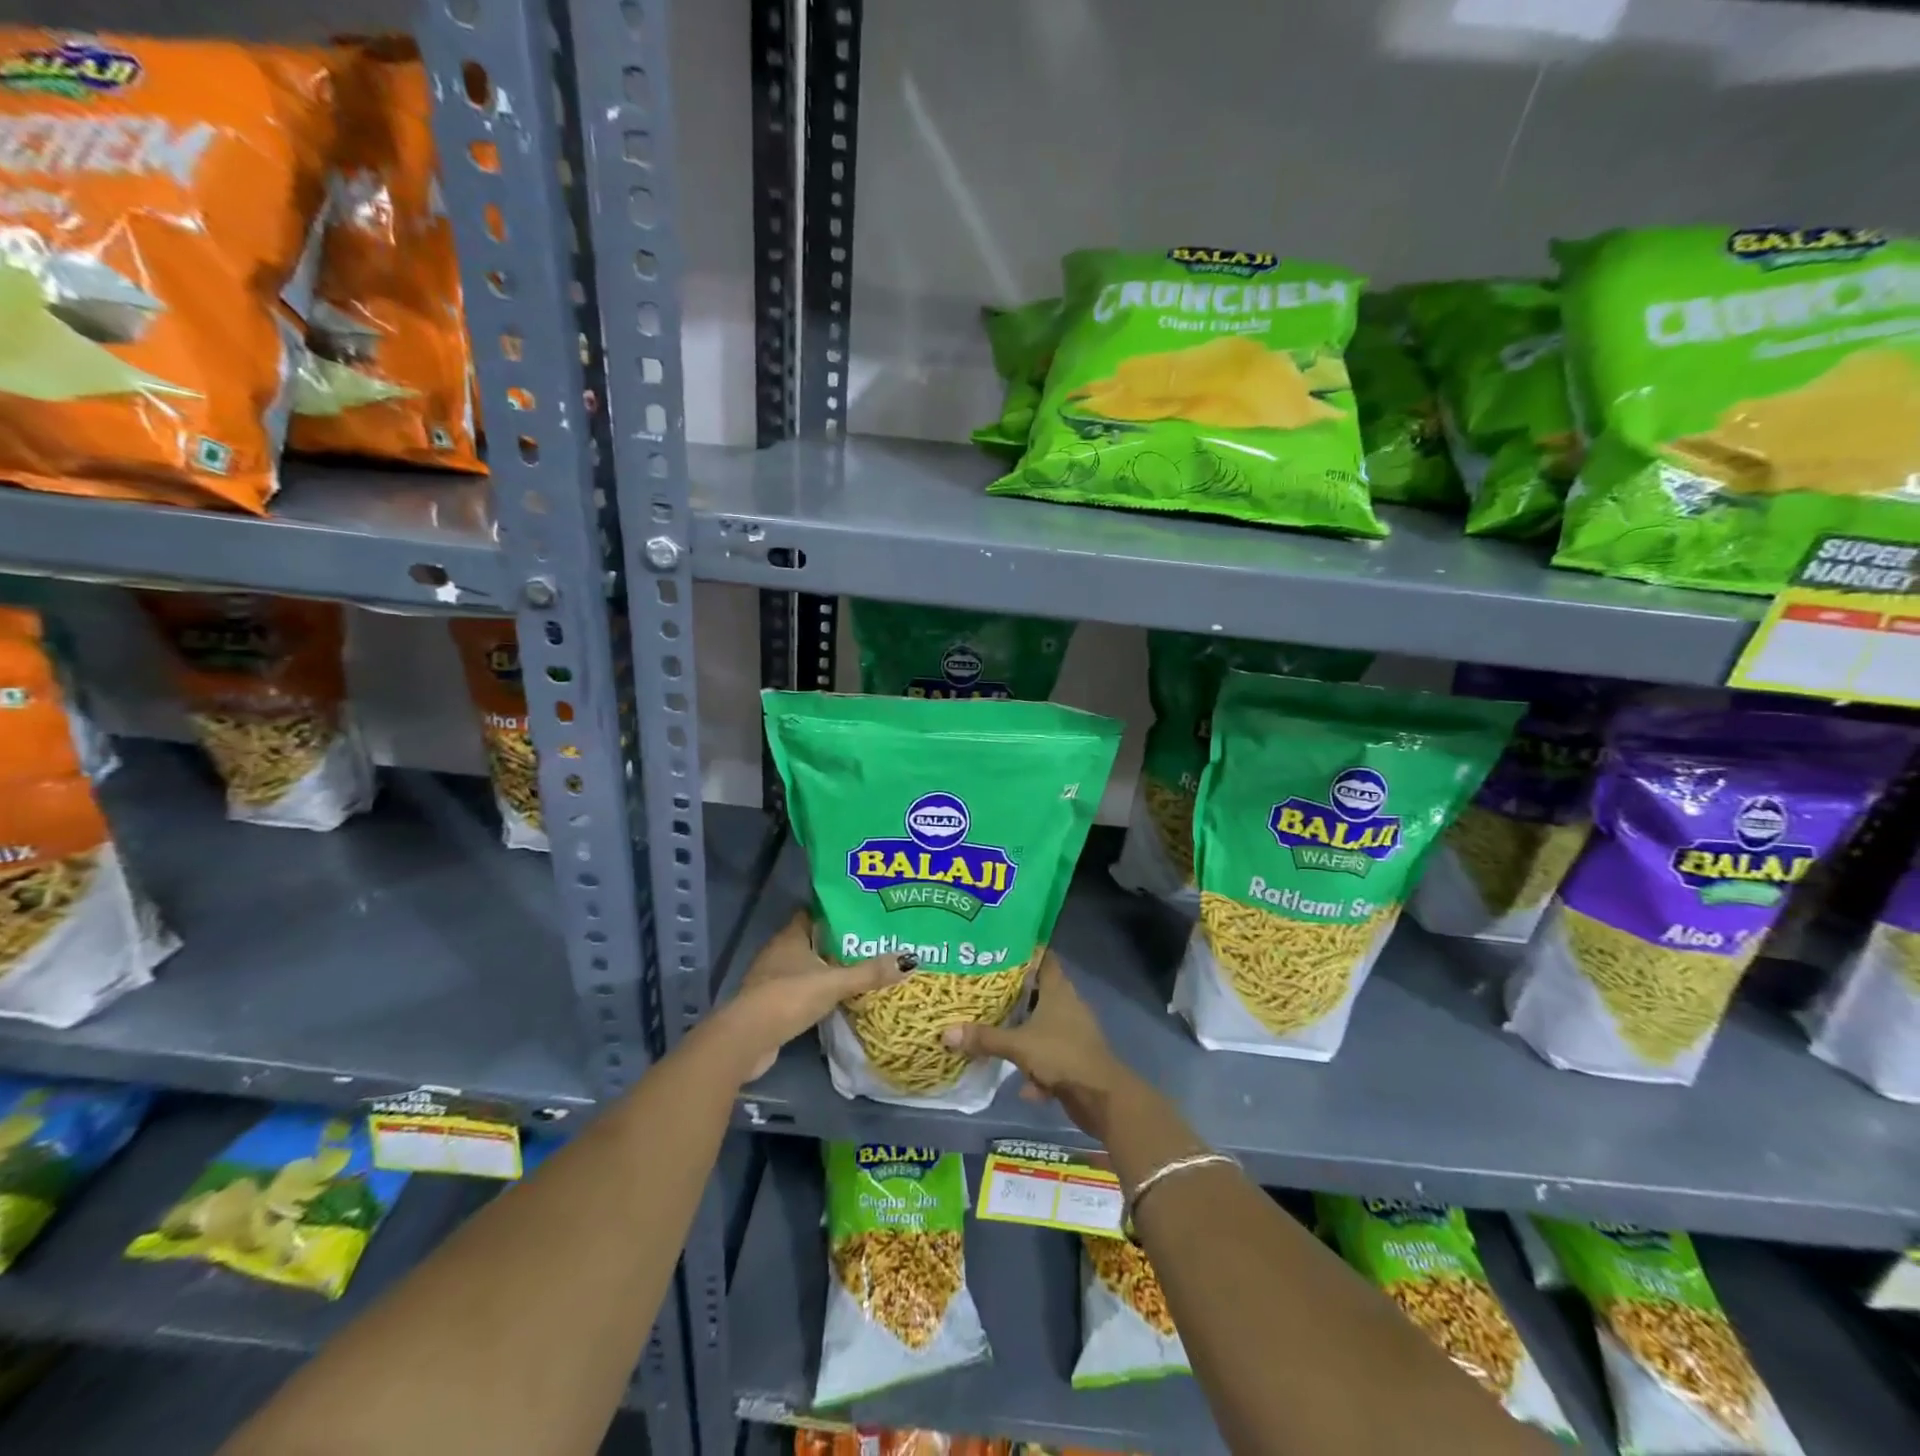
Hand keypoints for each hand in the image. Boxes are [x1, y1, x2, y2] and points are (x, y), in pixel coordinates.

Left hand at [718, 911, 907, 1081]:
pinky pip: (799, 990)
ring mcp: (771, 979)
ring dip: (826, 968)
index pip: (812, 914)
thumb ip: (868, 973)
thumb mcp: (834, 983)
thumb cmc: (788, 998)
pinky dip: (816, 991)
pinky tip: (836, 997)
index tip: (860, 913)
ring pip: (805, 966)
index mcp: (790, 938)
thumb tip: (910, 959)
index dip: (833, 912)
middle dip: (836, 942)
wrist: (747, 1039)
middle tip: (868, 942)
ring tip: (858, 968)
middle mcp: (778, 953)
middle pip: (811, 940)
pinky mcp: (770, 1005)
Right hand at [941, 951, 1135, 1138]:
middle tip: (985, 991)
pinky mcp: (1075, 1058)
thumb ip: (984, 1038)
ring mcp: (1073, 1032)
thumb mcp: (1018, 1045)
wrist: (1101, 1097)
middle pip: (1039, 991)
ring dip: (1024, 1034)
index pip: (1043, 957)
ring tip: (995, 1034)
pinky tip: (1023, 1085)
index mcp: (1058, 989)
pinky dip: (1037, 1069)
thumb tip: (946, 1033)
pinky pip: (1049, 1056)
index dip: (1024, 951)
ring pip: (1043, 1025)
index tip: (1000, 949)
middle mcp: (1067, 1005)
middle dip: (1015, 995)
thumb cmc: (1061, 1055)